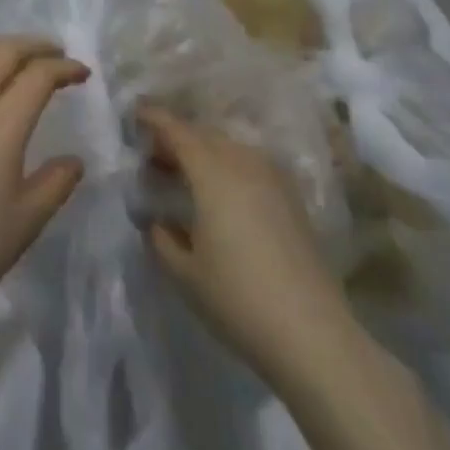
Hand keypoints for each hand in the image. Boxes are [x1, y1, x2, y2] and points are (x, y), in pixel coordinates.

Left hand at [0, 35, 87, 336]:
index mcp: (0, 124)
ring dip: (0, 56)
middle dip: (33, 45)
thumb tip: (73, 161)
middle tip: (55, 55)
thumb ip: (55, 184)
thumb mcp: (25, 222)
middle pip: (1, 51)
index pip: (37, 75)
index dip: (64, 68)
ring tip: (19, 71)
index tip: (82, 73)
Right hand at [137, 105, 355, 386]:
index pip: (176, 131)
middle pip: (203, 135)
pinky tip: (220, 195)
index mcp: (212, 172)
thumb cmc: (238, 298)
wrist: (314, 336)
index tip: (135, 114)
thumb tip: (157, 222)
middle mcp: (243, 163)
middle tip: (153, 157)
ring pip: (229, 148)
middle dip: (176, 139)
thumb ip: (162, 239)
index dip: (153, 119)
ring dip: (204, 153)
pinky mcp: (292, 200)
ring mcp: (273, 179)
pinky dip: (228, 167)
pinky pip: (250, 165)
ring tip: (185, 176)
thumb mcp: (184, 273)